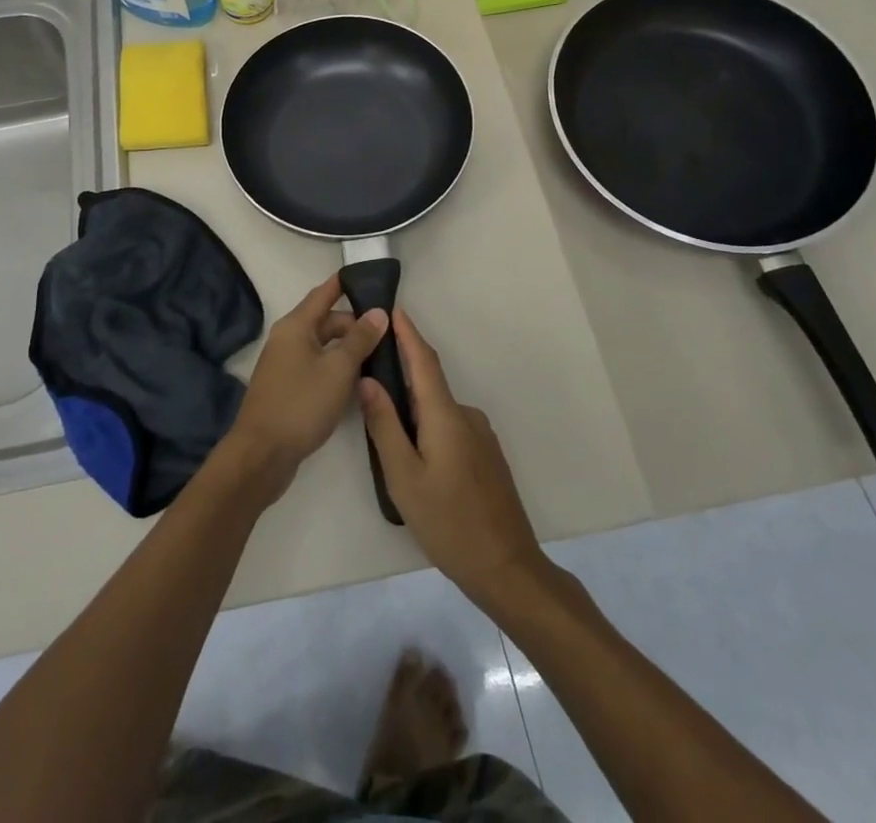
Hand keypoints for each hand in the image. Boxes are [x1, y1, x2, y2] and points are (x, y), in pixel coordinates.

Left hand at [226, 275, 387, 491]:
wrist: (261, 454)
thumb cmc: (301, 403)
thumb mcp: (338, 369)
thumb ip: (360, 339)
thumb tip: (378, 312)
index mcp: (296, 326)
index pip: (324, 293)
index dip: (345, 283)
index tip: (369, 276)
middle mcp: (287, 339)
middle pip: (325, 322)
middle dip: (354, 324)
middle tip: (387, 333)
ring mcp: (284, 365)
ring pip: (322, 347)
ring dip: (347, 349)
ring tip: (380, 357)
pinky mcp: (286, 389)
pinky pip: (316, 367)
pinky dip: (336, 369)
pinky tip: (357, 383)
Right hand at [358, 308, 545, 607]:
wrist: (507, 566)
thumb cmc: (448, 522)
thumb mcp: (404, 477)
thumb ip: (384, 426)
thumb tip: (368, 381)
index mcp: (445, 415)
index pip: (423, 361)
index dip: (408, 333)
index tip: (393, 309)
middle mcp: (466, 416)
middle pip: (429, 385)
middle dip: (401, 376)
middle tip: (369, 382)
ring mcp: (481, 436)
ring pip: (438, 412)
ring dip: (414, 412)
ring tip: (386, 436)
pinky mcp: (487, 455)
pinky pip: (451, 428)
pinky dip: (430, 429)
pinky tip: (416, 459)